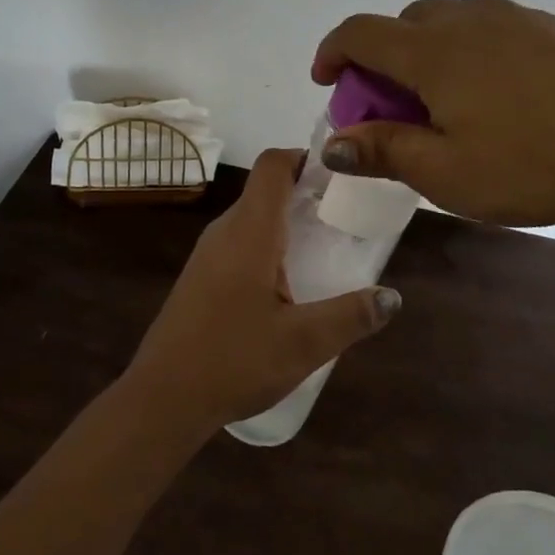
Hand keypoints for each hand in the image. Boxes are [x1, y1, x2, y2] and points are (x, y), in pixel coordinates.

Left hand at [124, 148, 400, 431]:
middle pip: (265, 189)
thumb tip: (392, 297)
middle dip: (305, 192)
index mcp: (250, 231)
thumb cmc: (233, 360)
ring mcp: (208, 254)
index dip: (304, 156)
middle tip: (344, 215)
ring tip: (324, 248)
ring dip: (287, 221)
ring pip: (252, 218)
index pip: (273, 165)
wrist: (162, 398)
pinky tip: (288, 284)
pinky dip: (269, 245)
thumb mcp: (303, 343)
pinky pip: (240, 242)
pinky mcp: (201, 276)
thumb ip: (351, 317)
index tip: (339, 173)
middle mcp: (225, 231)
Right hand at [312, 0, 554, 241]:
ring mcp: (518, 18)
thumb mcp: (447, 173)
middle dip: (381, 60)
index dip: (332, 52)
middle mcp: (470, 19)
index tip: (326, 82)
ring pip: (449, 22)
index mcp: (434, 50)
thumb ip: (383, 150)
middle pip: (403, 24)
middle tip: (389, 109)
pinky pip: (490, 29)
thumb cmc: (535, 166)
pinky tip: (496, 98)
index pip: (361, 32)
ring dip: (426, 54)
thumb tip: (333, 144)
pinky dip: (468, 52)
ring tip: (443, 104)